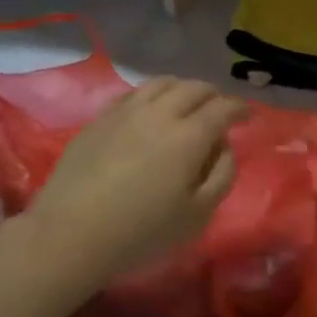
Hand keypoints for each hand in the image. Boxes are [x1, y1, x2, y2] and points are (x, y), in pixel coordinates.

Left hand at [26, 78, 245, 288]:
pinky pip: (133, 93)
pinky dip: (152, 94)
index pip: (223, 108)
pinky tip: (149, 109)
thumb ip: (221, 175)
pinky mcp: (100, 118)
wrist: (70, 233)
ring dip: (182, 88)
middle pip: (194, 88)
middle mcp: (161, 112)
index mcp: (190, 135)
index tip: (246, 115)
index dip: (239, 108)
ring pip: (163, 83)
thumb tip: (224, 147)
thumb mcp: (197, 215)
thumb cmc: (141, 231)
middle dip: (213, 95)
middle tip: (218, 109)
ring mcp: (126, 111)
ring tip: (186, 103)